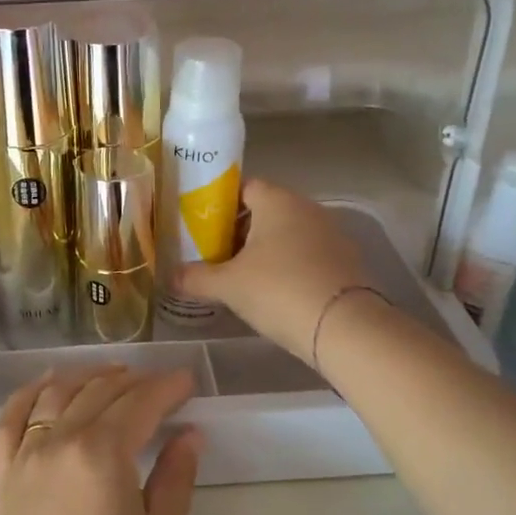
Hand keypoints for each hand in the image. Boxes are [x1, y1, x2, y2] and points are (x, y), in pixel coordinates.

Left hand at [0, 367, 200, 514]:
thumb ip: (175, 478)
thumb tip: (190, 434)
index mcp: (100, 456)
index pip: (138, 404)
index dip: (166, 388)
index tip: (188, 381)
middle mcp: (56, 444)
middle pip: (97, 395)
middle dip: (133, 383)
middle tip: (161, 384)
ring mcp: (23, 462)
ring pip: (54, 398)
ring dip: (85, 379)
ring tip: (112, 376)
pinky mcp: (4, 483)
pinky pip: (7, 422)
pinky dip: (26, 396)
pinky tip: (46, 386)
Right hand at [176, 180, 367, 361]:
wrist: (345, 328)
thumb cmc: (279, 290)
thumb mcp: (228, 286)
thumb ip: (195, 278)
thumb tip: (170, 276)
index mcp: (277, 201)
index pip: (244, 187)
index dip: (220, 204)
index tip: (201, 226)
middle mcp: (307, 209)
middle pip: (265, 211)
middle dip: (239, 230)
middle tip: (214, 254)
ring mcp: (331, 235)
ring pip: (288, 234)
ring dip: (265, 250)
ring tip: (241, 276)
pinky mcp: (345, 262)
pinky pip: (307, 255)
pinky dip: (289, 267)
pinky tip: (275, 292)